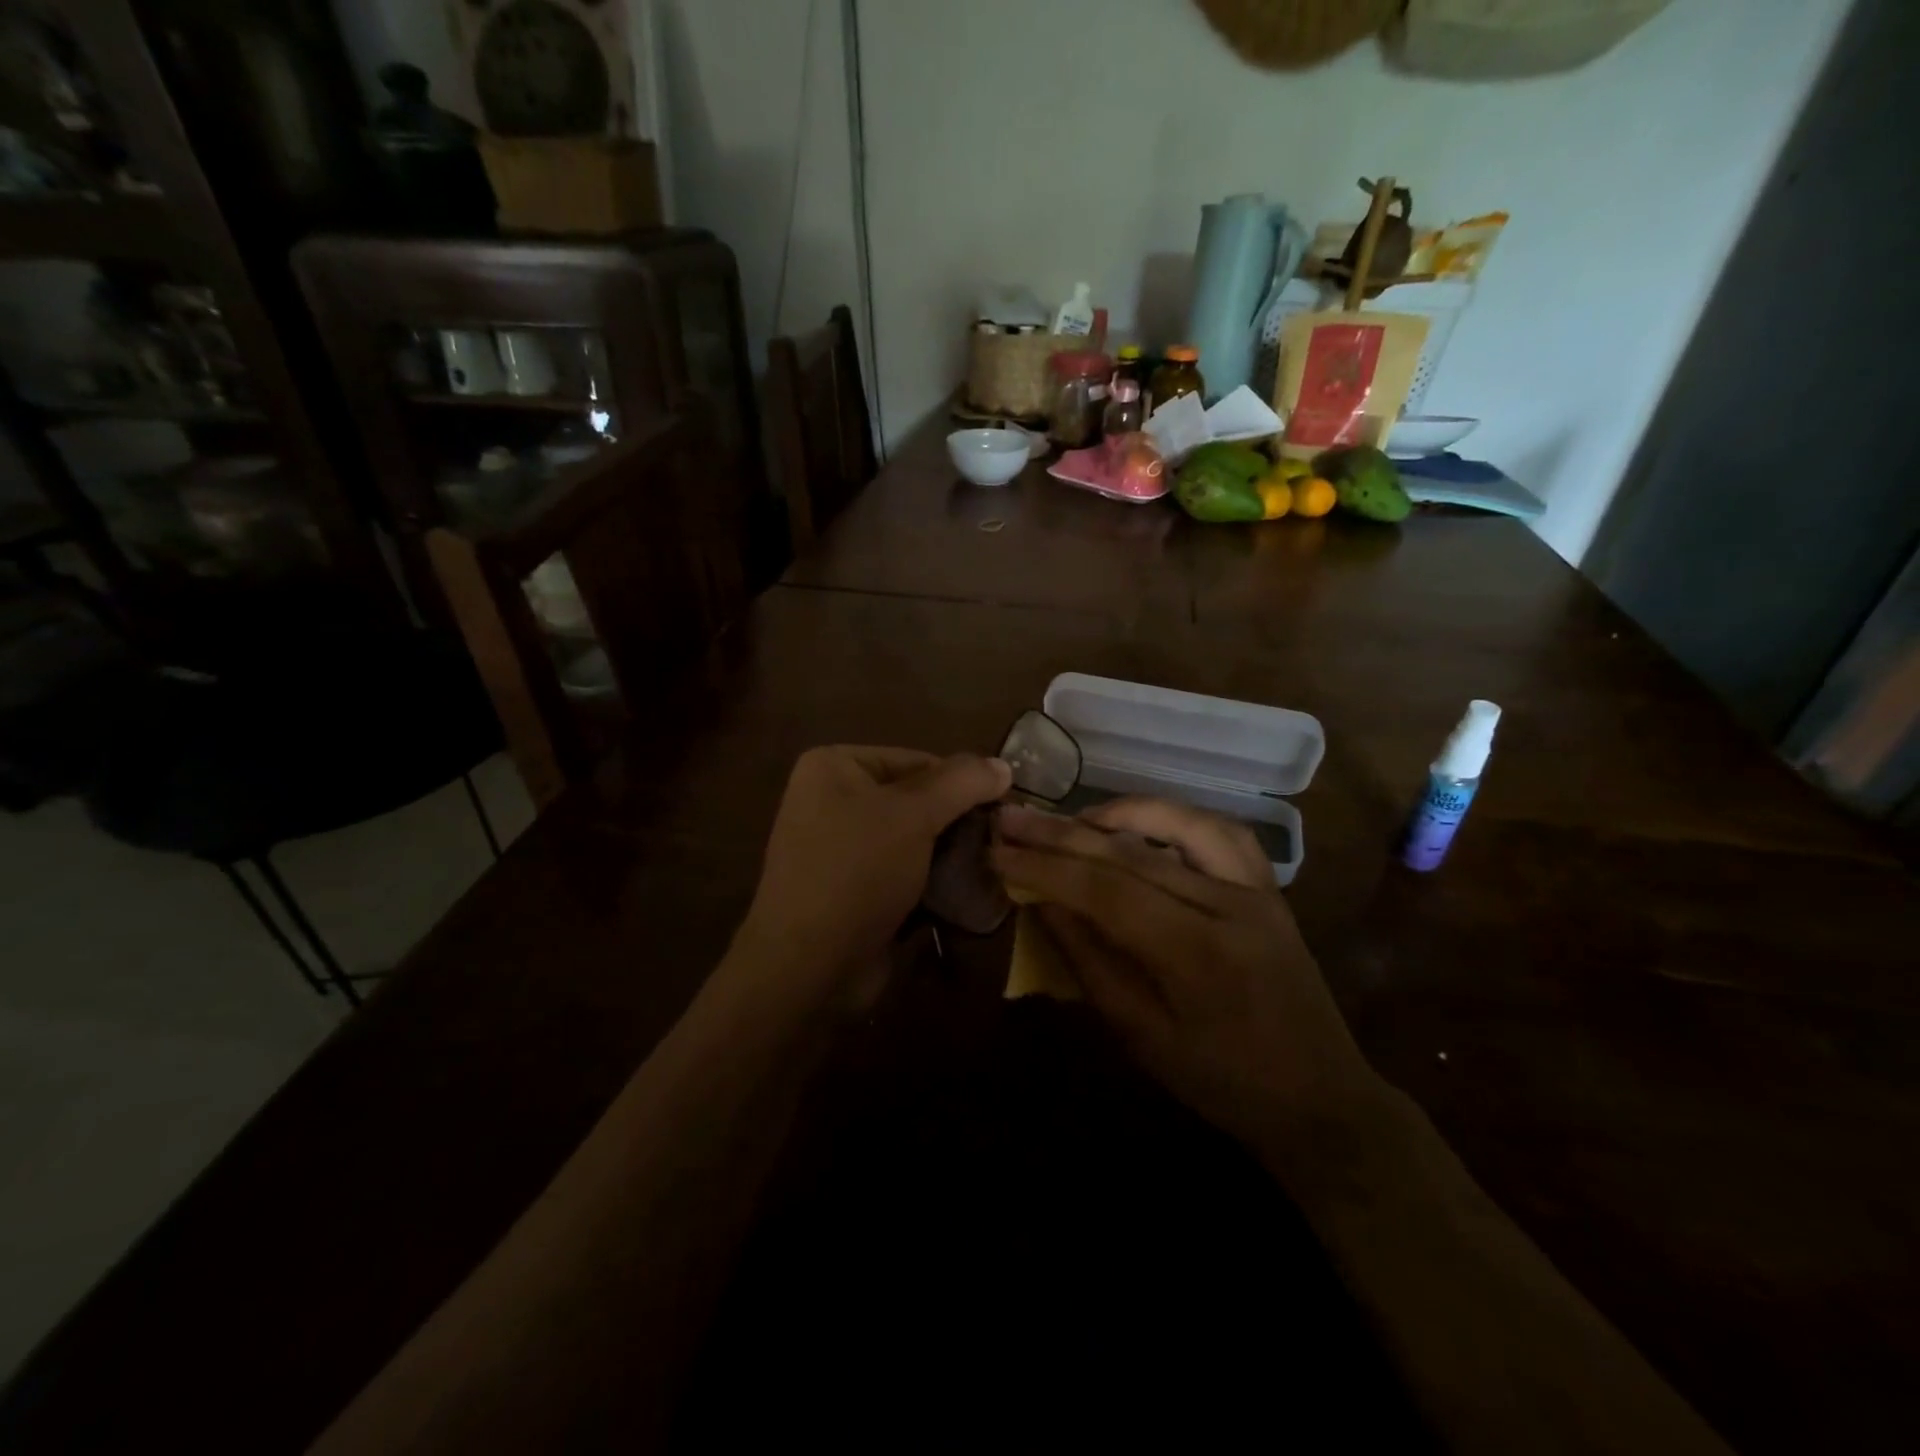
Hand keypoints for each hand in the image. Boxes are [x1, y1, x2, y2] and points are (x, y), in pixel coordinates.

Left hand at [735, 746, 1010, 1006]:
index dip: (963, 783)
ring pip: (914, 839)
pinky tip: (968, 892)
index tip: (1004, 809)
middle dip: (958, 821)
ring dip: (951, 853)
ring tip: (991, 866)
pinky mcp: (853, 888)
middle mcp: (833, 800)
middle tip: (1001, 840)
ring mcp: (841, 847)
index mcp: (835, 767)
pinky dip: (933, 880)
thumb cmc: (857, 873)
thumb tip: (1003, 765)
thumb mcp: (913, 815)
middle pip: (916, 799)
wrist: (808, 967)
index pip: (917, 760)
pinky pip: (903, 871)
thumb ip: (961, 783)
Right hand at [991, 800, 1385, 1151]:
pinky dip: (1174, 816)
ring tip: (1071, 819)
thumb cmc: (1221, 1083)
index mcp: (1197, 955)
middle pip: (1133, 853)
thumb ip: (1089, 963)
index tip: (998, 853)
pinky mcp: (1268, 888)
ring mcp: (1256, 890)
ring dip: (1117, 813)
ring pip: (1180, 824)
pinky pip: (1220, 832)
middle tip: (1012, 818)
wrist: (1320, 1098)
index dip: (1046, 868)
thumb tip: (1042, 903)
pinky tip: (1140, 822)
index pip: (1107, 891)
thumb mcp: (1141, 1037)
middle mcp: (1230, 907)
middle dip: (1063, 834)